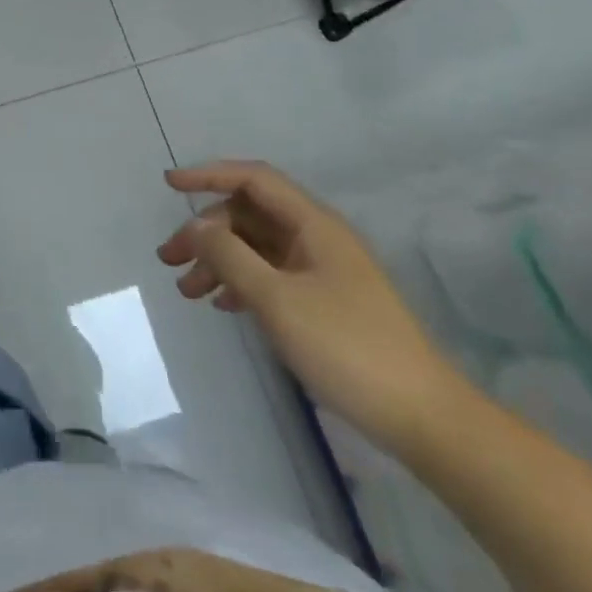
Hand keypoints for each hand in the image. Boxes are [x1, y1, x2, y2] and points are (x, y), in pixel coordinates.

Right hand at [158, 160, 467, 454]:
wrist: (422, 417)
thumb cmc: (347, 347)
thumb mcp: (277, 300)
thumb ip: (230, 256)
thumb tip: (196, 226)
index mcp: (313, 224)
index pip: (254, 179)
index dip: (209, 175)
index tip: (169, 186)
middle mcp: (317, 238)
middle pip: (249, 215)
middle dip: (206, 231)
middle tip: (169, 259)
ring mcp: (322, 270)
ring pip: (257, 247)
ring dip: (218, 260)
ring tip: (187, 291)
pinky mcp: (324, 301)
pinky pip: (271, 275)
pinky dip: (241, 282)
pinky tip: (222, 305)